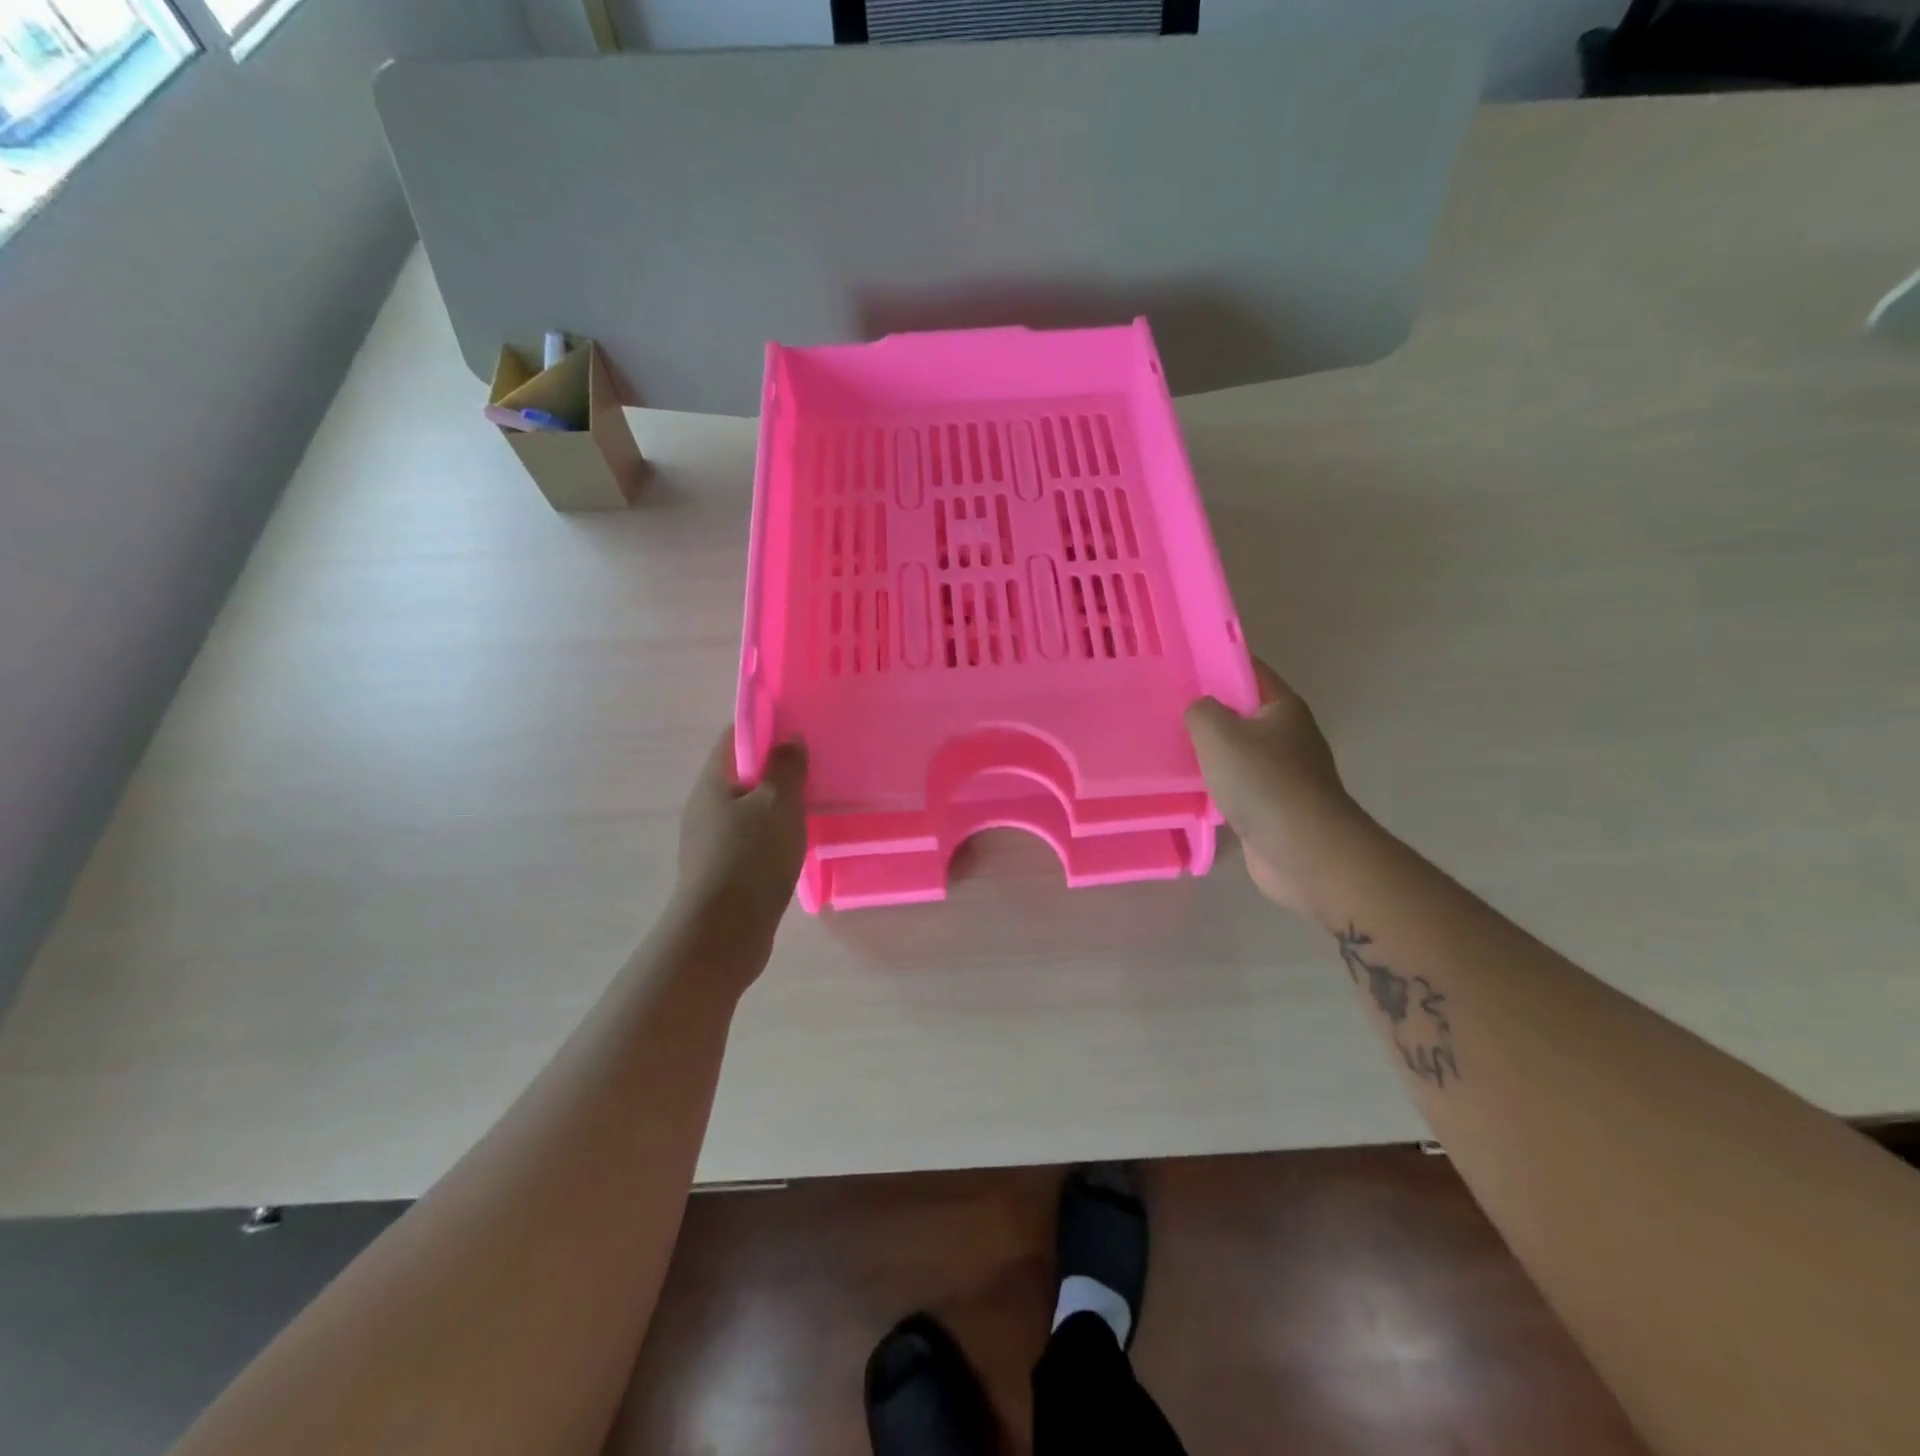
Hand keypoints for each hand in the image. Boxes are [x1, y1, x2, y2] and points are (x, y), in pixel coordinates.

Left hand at [675, 728, 808, 942]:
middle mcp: (705, 808)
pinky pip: (750, 840)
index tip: (799, 730)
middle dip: (775, 769)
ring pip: (748, 810)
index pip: (734, 738)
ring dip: (776, 805)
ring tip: (812, 807)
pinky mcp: (722, 872)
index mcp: (712, 783)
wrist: (722, 936)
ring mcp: (710, 843)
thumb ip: (786, 769)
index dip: (765, 727)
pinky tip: (795, 846)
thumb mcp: (777, 805)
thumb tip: (789, 739)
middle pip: (741, 774)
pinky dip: (772, 835)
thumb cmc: (750, 859)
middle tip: (814, 770)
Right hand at [1186, 659, 1363, 915]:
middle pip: (1240, 712)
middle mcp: (1287, 734)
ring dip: (1208, 751)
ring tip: (1166, 746)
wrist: (1305, 851)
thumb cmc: (1263, 782)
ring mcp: (1282, 772)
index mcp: (1282, 706)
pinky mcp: (1273, 806)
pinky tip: (1187, 786)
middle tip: (1163, 708)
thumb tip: (1199, 710)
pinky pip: (1237, 784)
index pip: (1247, 670)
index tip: (1177, 666)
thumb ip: (1200, 711)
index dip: (1214, 663)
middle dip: (1205, 710)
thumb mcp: (1219, 734)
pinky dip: (1215, 784)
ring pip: (1236, 751)